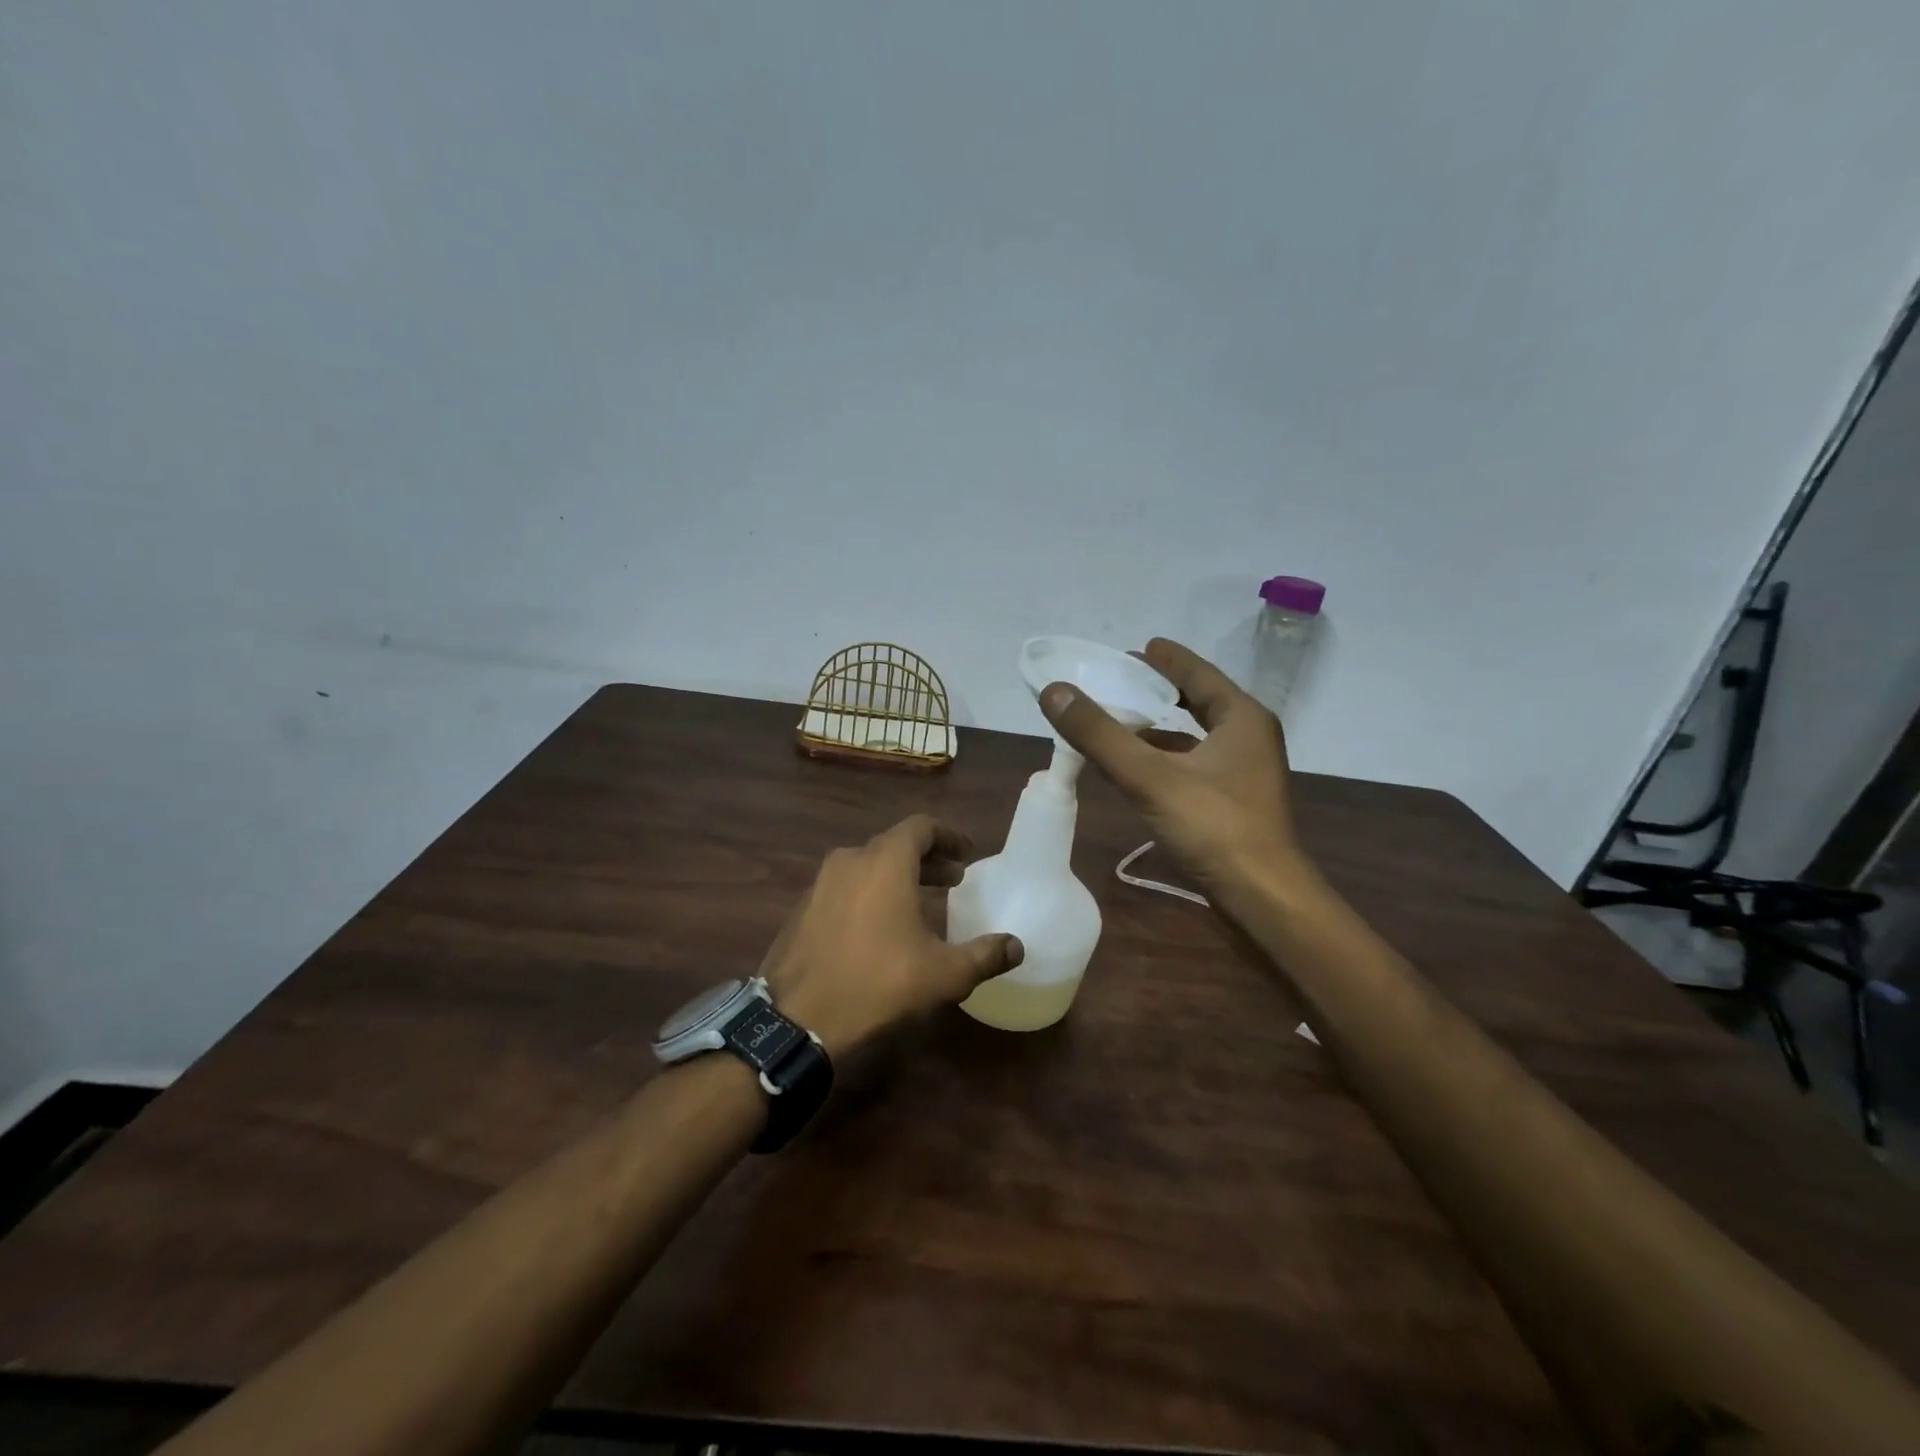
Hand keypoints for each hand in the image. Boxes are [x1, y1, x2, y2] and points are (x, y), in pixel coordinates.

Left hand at [759, 815, 1023, 1058]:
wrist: (795, 1020)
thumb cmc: (878, 984)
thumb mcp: (944, 974)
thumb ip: (985, 955)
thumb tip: (1017, 946)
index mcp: (885, 861)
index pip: (921, 827)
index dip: (949, 836)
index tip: (967, 853)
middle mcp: (850, 860)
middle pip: (895, 846)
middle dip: (927, 859)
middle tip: (953, 880)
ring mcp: (820, 884)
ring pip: (868, 866)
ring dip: (898, 877)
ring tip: (921, 903)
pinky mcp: (802, 910)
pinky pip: (845, 888)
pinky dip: (870, 894)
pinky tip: (880, 928)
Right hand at [1040, 637, 1310, 900]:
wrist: (1265, 900)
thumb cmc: (1215, 828)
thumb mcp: (1150, 776)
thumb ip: (1100, 734)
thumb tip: (1054, 690)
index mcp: (1241, 718)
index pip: (1198, 673)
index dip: (1166, 659)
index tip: (1136, 647)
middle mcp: (1248, 738)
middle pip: (1197, 702)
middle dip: (1158, 691)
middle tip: (1118, 681)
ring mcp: (1244, 774)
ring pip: (1194, 737)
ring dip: (1158, 728)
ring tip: (1116, 720)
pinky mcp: (1233, 804)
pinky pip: (1192, 765)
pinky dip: (1163, 759)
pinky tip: (1133, 768)